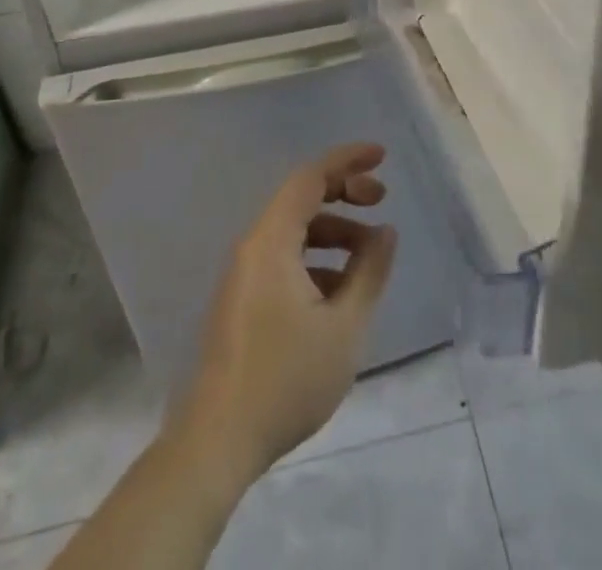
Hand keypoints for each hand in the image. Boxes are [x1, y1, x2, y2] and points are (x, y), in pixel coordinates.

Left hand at [176, 143, 398, 488]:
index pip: (311, 177)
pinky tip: (340, 293)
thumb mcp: (344, 327)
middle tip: (381, 202)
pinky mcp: (242, 301)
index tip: (382, 157)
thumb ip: (369, 272)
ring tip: (369, 258)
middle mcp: (253, 247)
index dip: (348, 160)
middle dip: (345, 193)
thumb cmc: (285, 380)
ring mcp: (244, 275)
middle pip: (301, 199)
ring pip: (294, 232)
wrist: (216, 444)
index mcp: (271, 241)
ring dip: (334, 232)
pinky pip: (283, 259)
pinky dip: (316, 260)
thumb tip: (385, 232)